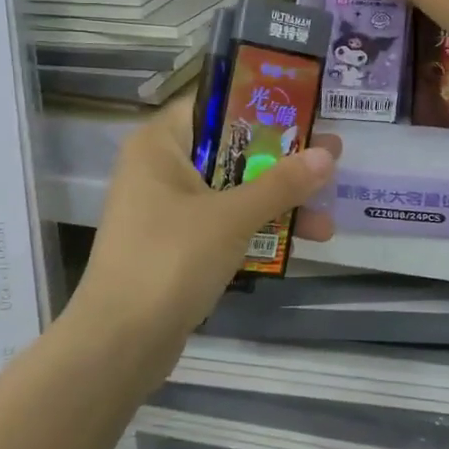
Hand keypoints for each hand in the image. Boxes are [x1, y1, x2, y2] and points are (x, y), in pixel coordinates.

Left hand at [72, 98, 340, 356]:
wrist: (119, 344)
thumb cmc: (170, 259)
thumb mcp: (232, 217)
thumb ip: (281, 184)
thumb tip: (328, 154)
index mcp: (160, 144)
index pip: (215, 105)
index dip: (262, 106)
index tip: (306, 111)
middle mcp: (160, 169)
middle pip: (231, 150)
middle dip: (281, 162)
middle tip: (330, 160)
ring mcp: (167, 210)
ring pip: (232, 191)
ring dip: (277, 202)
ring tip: (327, 218)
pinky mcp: (176, 246)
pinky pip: (224, 224)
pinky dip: (257, 230)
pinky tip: (300, 242)